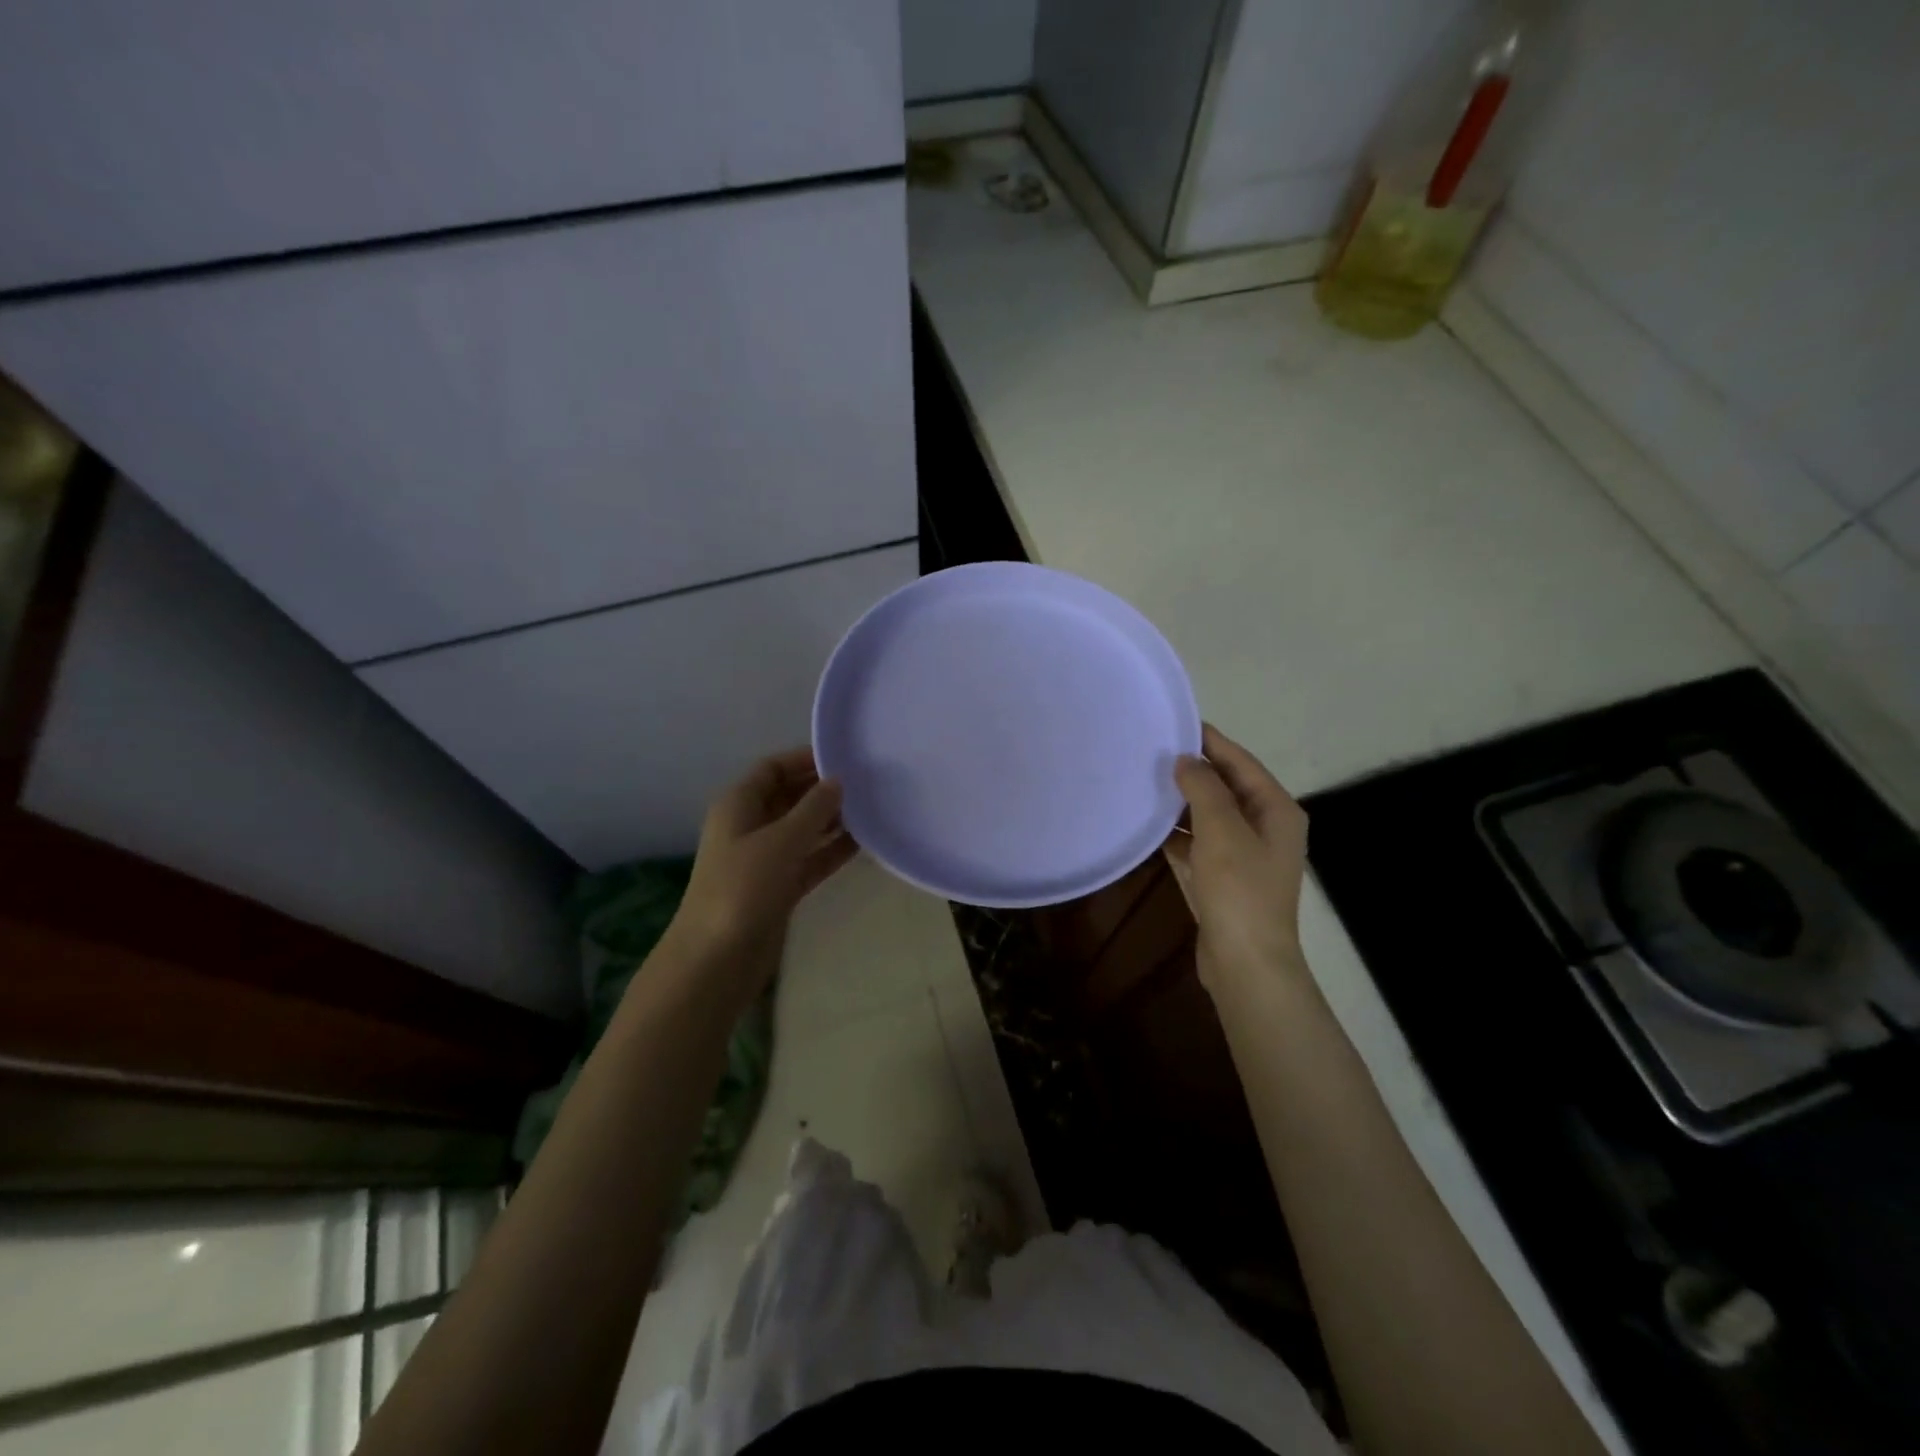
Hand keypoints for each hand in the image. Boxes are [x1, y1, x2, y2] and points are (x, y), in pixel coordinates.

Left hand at [669, 747, 856, 968]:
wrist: (716, 958)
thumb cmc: (743, 887)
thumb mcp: (781, 840)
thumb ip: (813, 808)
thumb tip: (837, 781)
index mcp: (739, 804)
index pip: (773, 768)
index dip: (804, 758)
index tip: (844, 756)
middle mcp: (750, 825)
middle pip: (789, 796)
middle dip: (822, 789)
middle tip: (866, 782)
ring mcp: (764, 858)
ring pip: (802, 829)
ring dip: (831, 820)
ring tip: (872, 808)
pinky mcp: (779, 887)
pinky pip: (809, 859)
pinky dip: (831, 850)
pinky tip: (863, 843)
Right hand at [1164, 724, 1309, 993]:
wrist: (1246, 963)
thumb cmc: (1239, 889)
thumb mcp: (1221, 829)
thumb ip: (1203, 788)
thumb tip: (1186, 760)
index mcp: (1276, 810)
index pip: (1240, 762)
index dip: (1210, 741)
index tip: (1174, 721)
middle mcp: (1265, 826)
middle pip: (1226, 787)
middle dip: (1192, 770)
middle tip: (1152, 750)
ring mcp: (1245, 854)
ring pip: (1209, 815)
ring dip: (1181, 801)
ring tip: (1144, 781)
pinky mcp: (1224, 877)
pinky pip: (1199, 843)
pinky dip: (1177, 833)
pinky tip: (1148, 825)